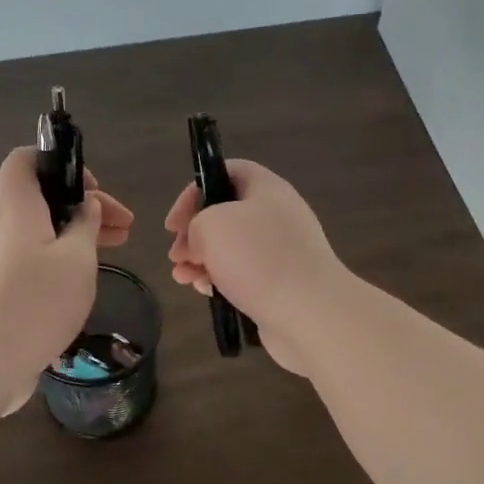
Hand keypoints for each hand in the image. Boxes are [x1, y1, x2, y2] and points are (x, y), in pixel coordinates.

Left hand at [0, 147, 134, 415]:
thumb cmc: (37, 300)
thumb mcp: (77, 258)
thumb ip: (86, 225)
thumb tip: (87, 206)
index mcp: (19, 208)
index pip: (24, 160)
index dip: (57, 160)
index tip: (91, 187)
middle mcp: (5, 227)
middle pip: (43, 197)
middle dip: (86, 204)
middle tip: (124, 225)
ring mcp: (2, 259)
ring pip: (44, 229)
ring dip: (81, 232)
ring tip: (120, 245)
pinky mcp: (4, 287)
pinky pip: (38, 256)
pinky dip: (66, 256)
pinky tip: (89, 274)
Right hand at [163, 160, 351, 375]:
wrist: (309, 312)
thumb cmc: (259, 258)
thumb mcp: (212, 225)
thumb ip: (196, 225)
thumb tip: (198, 244)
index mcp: (267, 189)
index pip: (228, 171)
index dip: (196, 189)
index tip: (174, 223)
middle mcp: (277, 215)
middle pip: (226, 213)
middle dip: (194, 233)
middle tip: (176, 254)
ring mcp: (282, 251)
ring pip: (232, 248)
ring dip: (202, 259)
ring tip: (182, 277)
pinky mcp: (281, 284)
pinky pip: (244, 275)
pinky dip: (221, 280)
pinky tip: (205, 292)